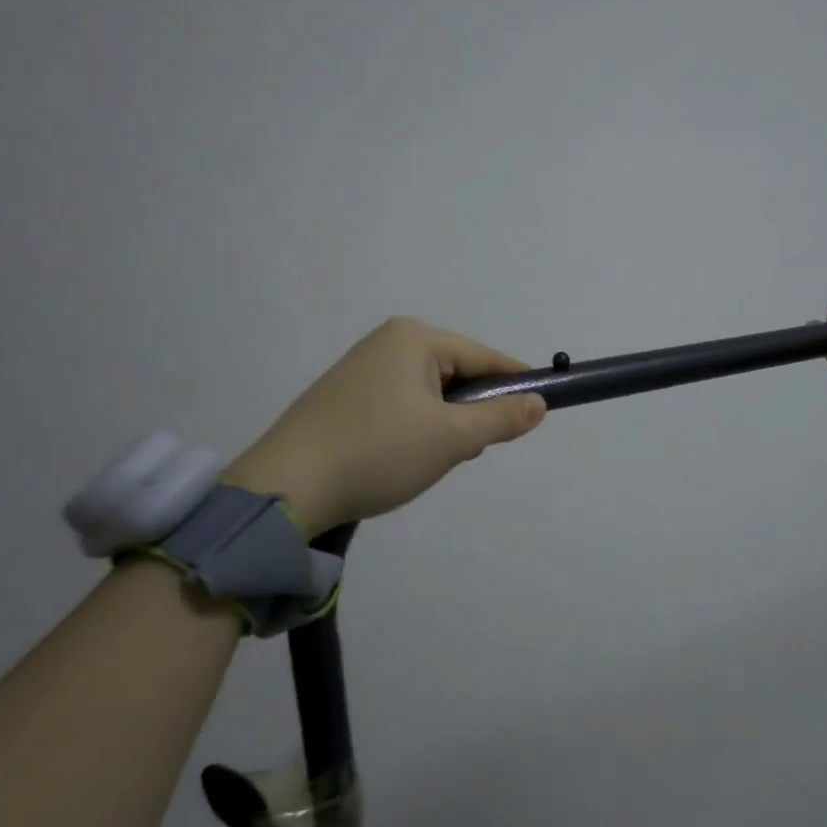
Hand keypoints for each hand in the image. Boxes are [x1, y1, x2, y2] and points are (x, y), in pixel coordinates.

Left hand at [225, 318, 546, 535]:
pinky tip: (400, 459)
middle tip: (465, 452)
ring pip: (430, 395)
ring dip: (442, 427)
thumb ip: (501, 419)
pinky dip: (414, 431)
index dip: (516, 385)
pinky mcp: (344, 396)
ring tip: (426, 461)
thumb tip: (539, 404)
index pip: (485, 357)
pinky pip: (401, 406)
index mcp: (415, 338)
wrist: (286, 488)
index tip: (539, 412)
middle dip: (470, 414)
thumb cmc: (378, 452)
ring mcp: (361, 368)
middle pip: (457, 375)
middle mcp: (387, 342)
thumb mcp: (451, 438)